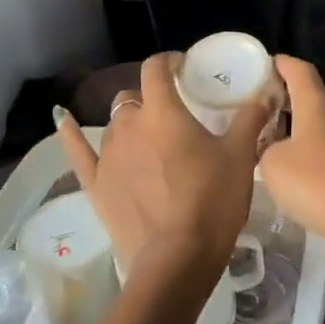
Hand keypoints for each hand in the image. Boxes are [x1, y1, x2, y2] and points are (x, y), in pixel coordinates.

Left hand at [56, 52, 266, 280]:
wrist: (176, 261)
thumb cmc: (212, 202)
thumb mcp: (240, 157)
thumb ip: (249, 120)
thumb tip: (264, 95)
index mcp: (163, 111)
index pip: (156, 68)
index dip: (169, 61)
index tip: (184, 68)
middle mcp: (129, 124)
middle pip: (134, 97)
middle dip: (151, 98)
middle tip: (175, 114)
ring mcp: (108, 155)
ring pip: (114, 123)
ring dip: (130, 123)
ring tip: (149, 137)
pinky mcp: (95, 184)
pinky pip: (77, 150)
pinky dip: (69, 132)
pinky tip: (60, 117)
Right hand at [259, 57, 324, 274]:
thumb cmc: (318, 180)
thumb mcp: (273, 164)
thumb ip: (265, 148)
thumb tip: (271, 148)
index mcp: (315, 101)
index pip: (298, 69)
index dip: (280, 64)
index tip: (261, 66)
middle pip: (310, 94)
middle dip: (285, 98)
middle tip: (257, 109)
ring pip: (320, 125)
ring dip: (297, 129)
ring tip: (269, 143)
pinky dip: (310, 154)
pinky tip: (294, 175)